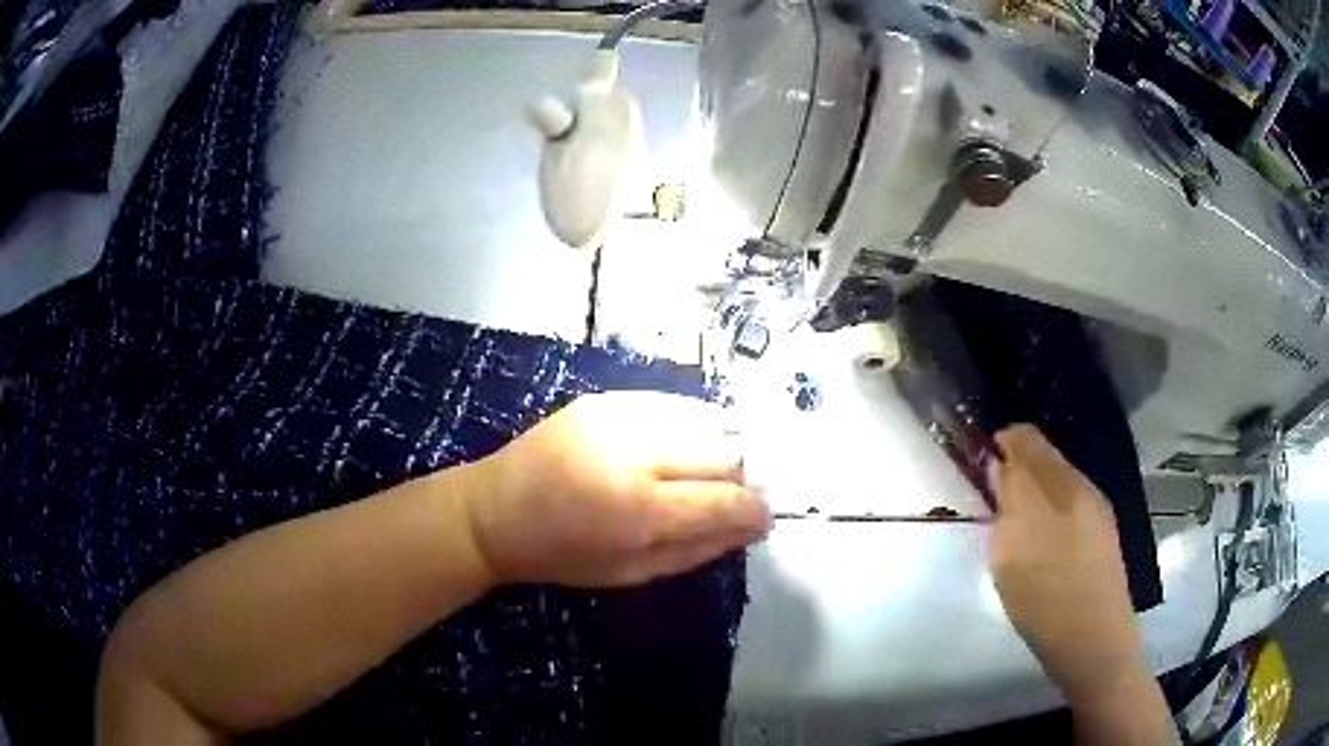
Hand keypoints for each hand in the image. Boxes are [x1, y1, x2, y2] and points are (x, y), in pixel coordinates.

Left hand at [463, 391, 769, 587]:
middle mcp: (634, 452)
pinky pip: (671, 407)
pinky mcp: (604, 399)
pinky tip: (673, 450)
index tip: (764, 516)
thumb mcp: (632, 573)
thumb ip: (698, 549)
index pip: (724, 500)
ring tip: (698, 474)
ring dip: (715, 450)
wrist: (492, 511)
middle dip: (739, 478)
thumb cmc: (560, 555)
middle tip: (730, 497)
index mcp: (638, 510)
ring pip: (703, 422)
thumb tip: (753, 525)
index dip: (754, 509)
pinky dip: (687, 429)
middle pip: (722, 453)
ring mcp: (618, 416)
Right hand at [989, 425, 1144, 696]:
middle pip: (1044, 454)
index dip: (1000, 445)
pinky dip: (1052, 505)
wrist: (1093, 638)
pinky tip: (1045, 537)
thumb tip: (999, 469)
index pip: (1024, 438)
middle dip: (1018, 465)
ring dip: (1035, 486)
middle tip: (996, 498)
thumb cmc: (1043, 601)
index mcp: (1056, 484)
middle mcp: (1079, 484)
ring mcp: (1095, 505)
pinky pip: (1071, 498)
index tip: (981, 468)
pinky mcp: (1103, 526)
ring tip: (1018, 521)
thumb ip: (1004, 506)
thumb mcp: (1009, 557)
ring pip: (1058, 477)